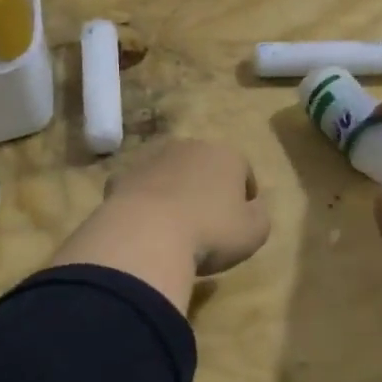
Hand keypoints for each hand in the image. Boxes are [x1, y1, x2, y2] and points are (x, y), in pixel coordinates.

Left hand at [102, 138, 270, 274]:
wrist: (146, 234)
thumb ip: (260, 215)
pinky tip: (145, 227)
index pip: (243, 170)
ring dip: (174, 191)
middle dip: (207, 187)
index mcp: (226, 155)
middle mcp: (189, 147)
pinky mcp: (122, 176)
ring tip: (174, 225)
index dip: (245, 194)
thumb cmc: (211, 232)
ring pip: (170, 173)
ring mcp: (151, 158)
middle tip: (208, 221)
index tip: (242, 218)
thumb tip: (254, 207)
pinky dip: (143, 202)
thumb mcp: (254, 232)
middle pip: (204, 166)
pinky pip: (140, 189)